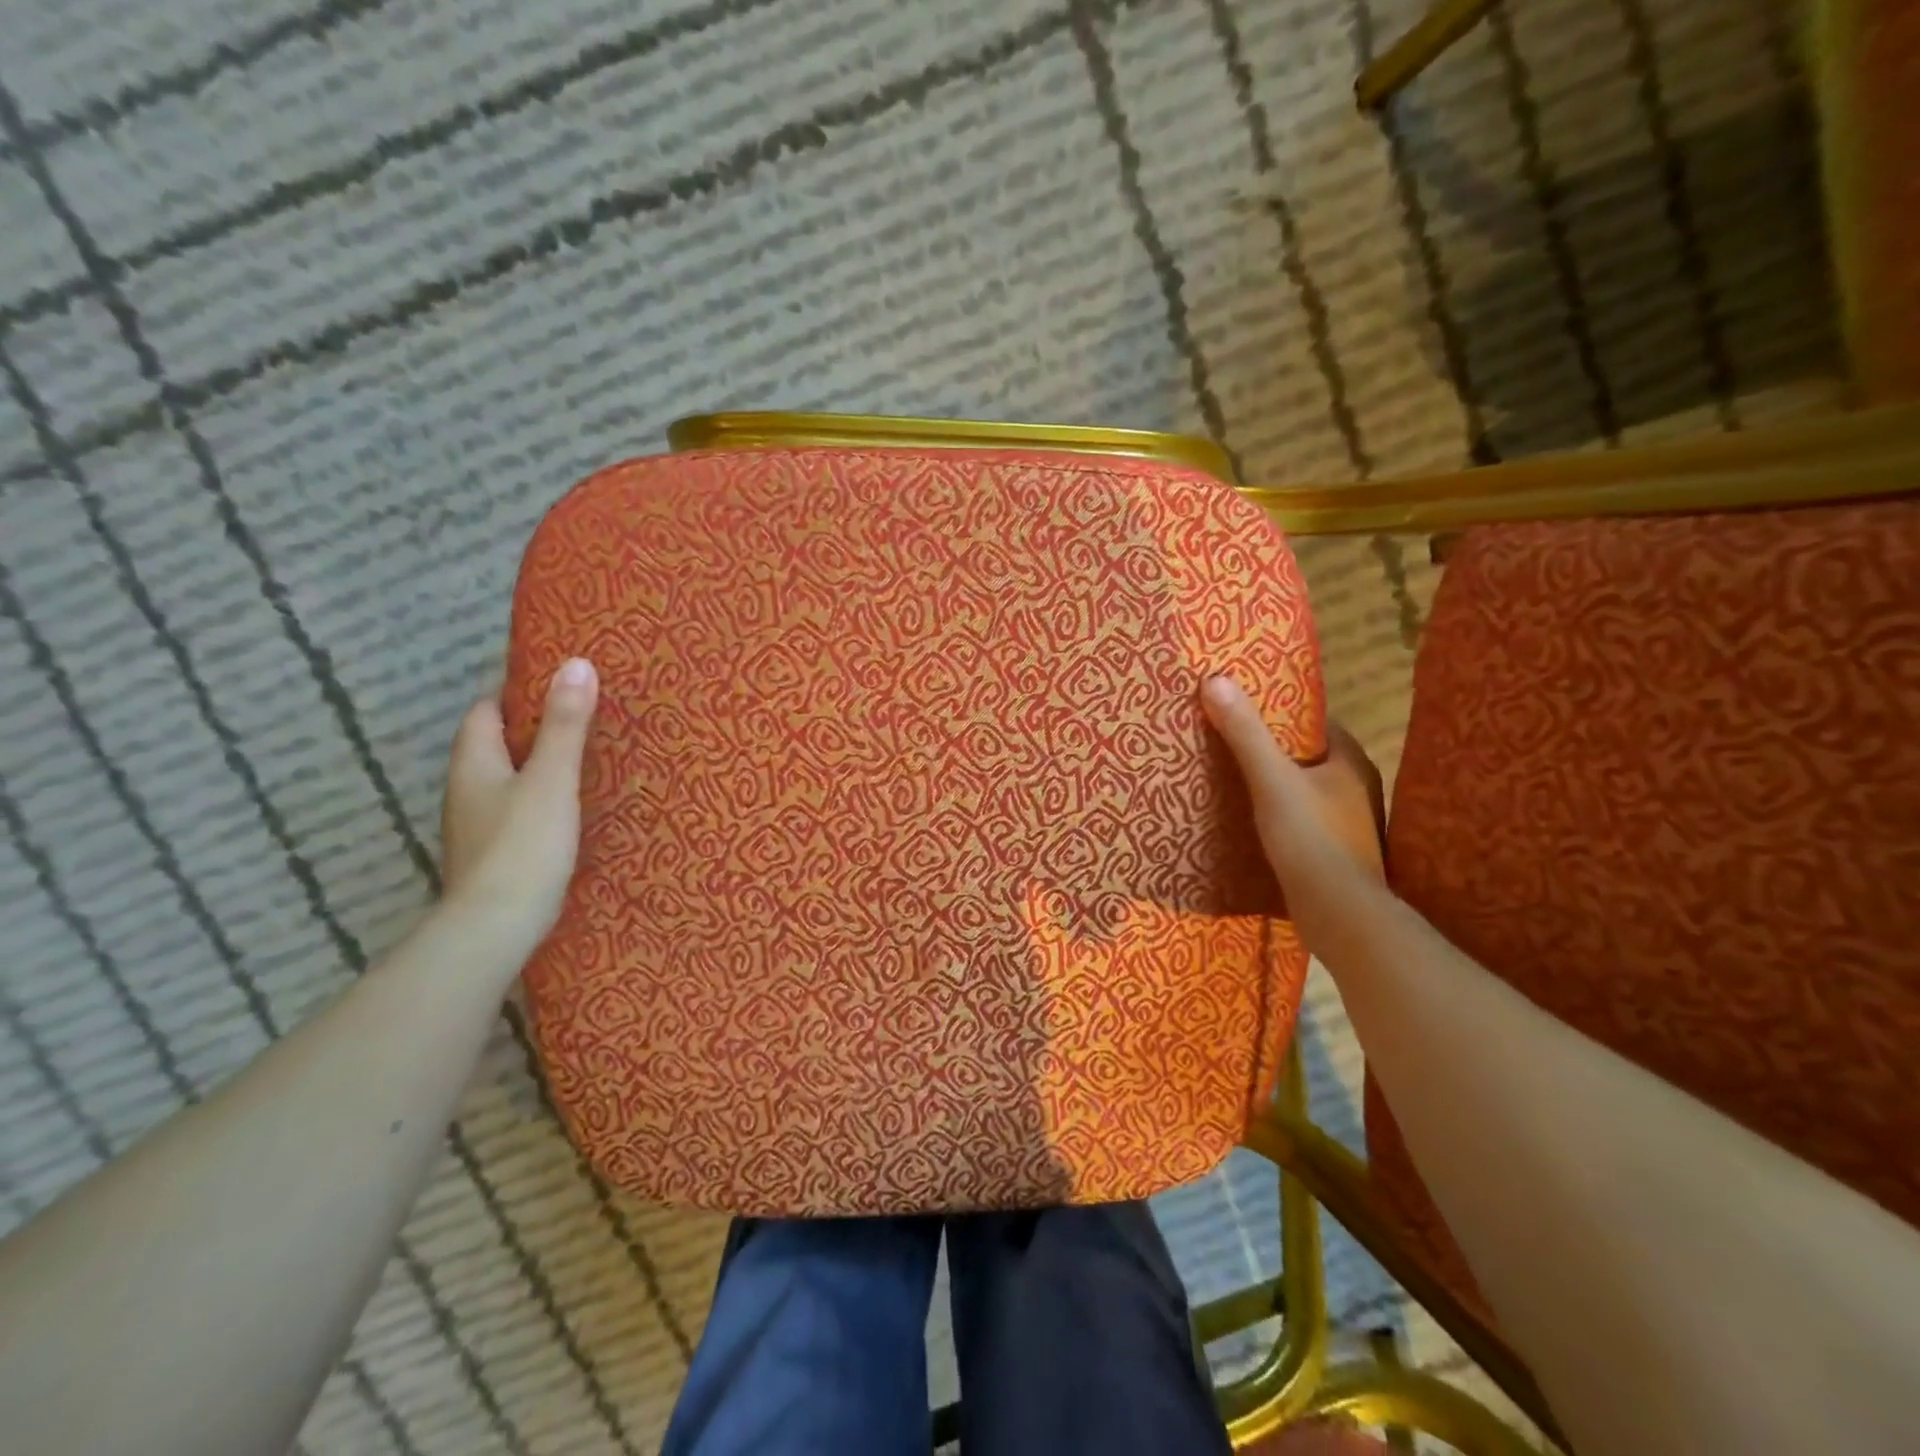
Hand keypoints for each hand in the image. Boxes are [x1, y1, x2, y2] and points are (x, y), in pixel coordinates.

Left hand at [439, 657, 598, 955]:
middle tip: (587, 720)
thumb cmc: (523, 844)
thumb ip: (566, 725)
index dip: (520, 695)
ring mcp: (476, 825)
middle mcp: (466, 789)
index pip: (487, 711)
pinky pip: (517, 810)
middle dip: (536, 730)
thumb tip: (577, 663)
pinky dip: (542, 800)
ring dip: (540, 767)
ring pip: (509, 779)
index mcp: (473, 762)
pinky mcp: (494, 853)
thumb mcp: (552, 778)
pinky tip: (572, 809)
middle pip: (497, 745)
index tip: (563, 687)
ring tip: (587, 760)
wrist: (495, 928)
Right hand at [1201, 674, 1385, 943]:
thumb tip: (1215, 679)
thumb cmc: (1311, 839)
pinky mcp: (1334, 853)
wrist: (1339, 916)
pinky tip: (1247, 818)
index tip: (1242, 706)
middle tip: (1226, 738)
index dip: (1278, 712)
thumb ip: (1245, 733)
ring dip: (1273, 784)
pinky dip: (1276, 814)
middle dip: (1270, 748)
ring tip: (1229, 776)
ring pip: (1303, 790)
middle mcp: (1356, 788)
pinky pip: (1300, 820)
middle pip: (1306, 755)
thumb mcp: (1271, 780)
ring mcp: (1347, 823)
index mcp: (1351, 762)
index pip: (1314, 722)